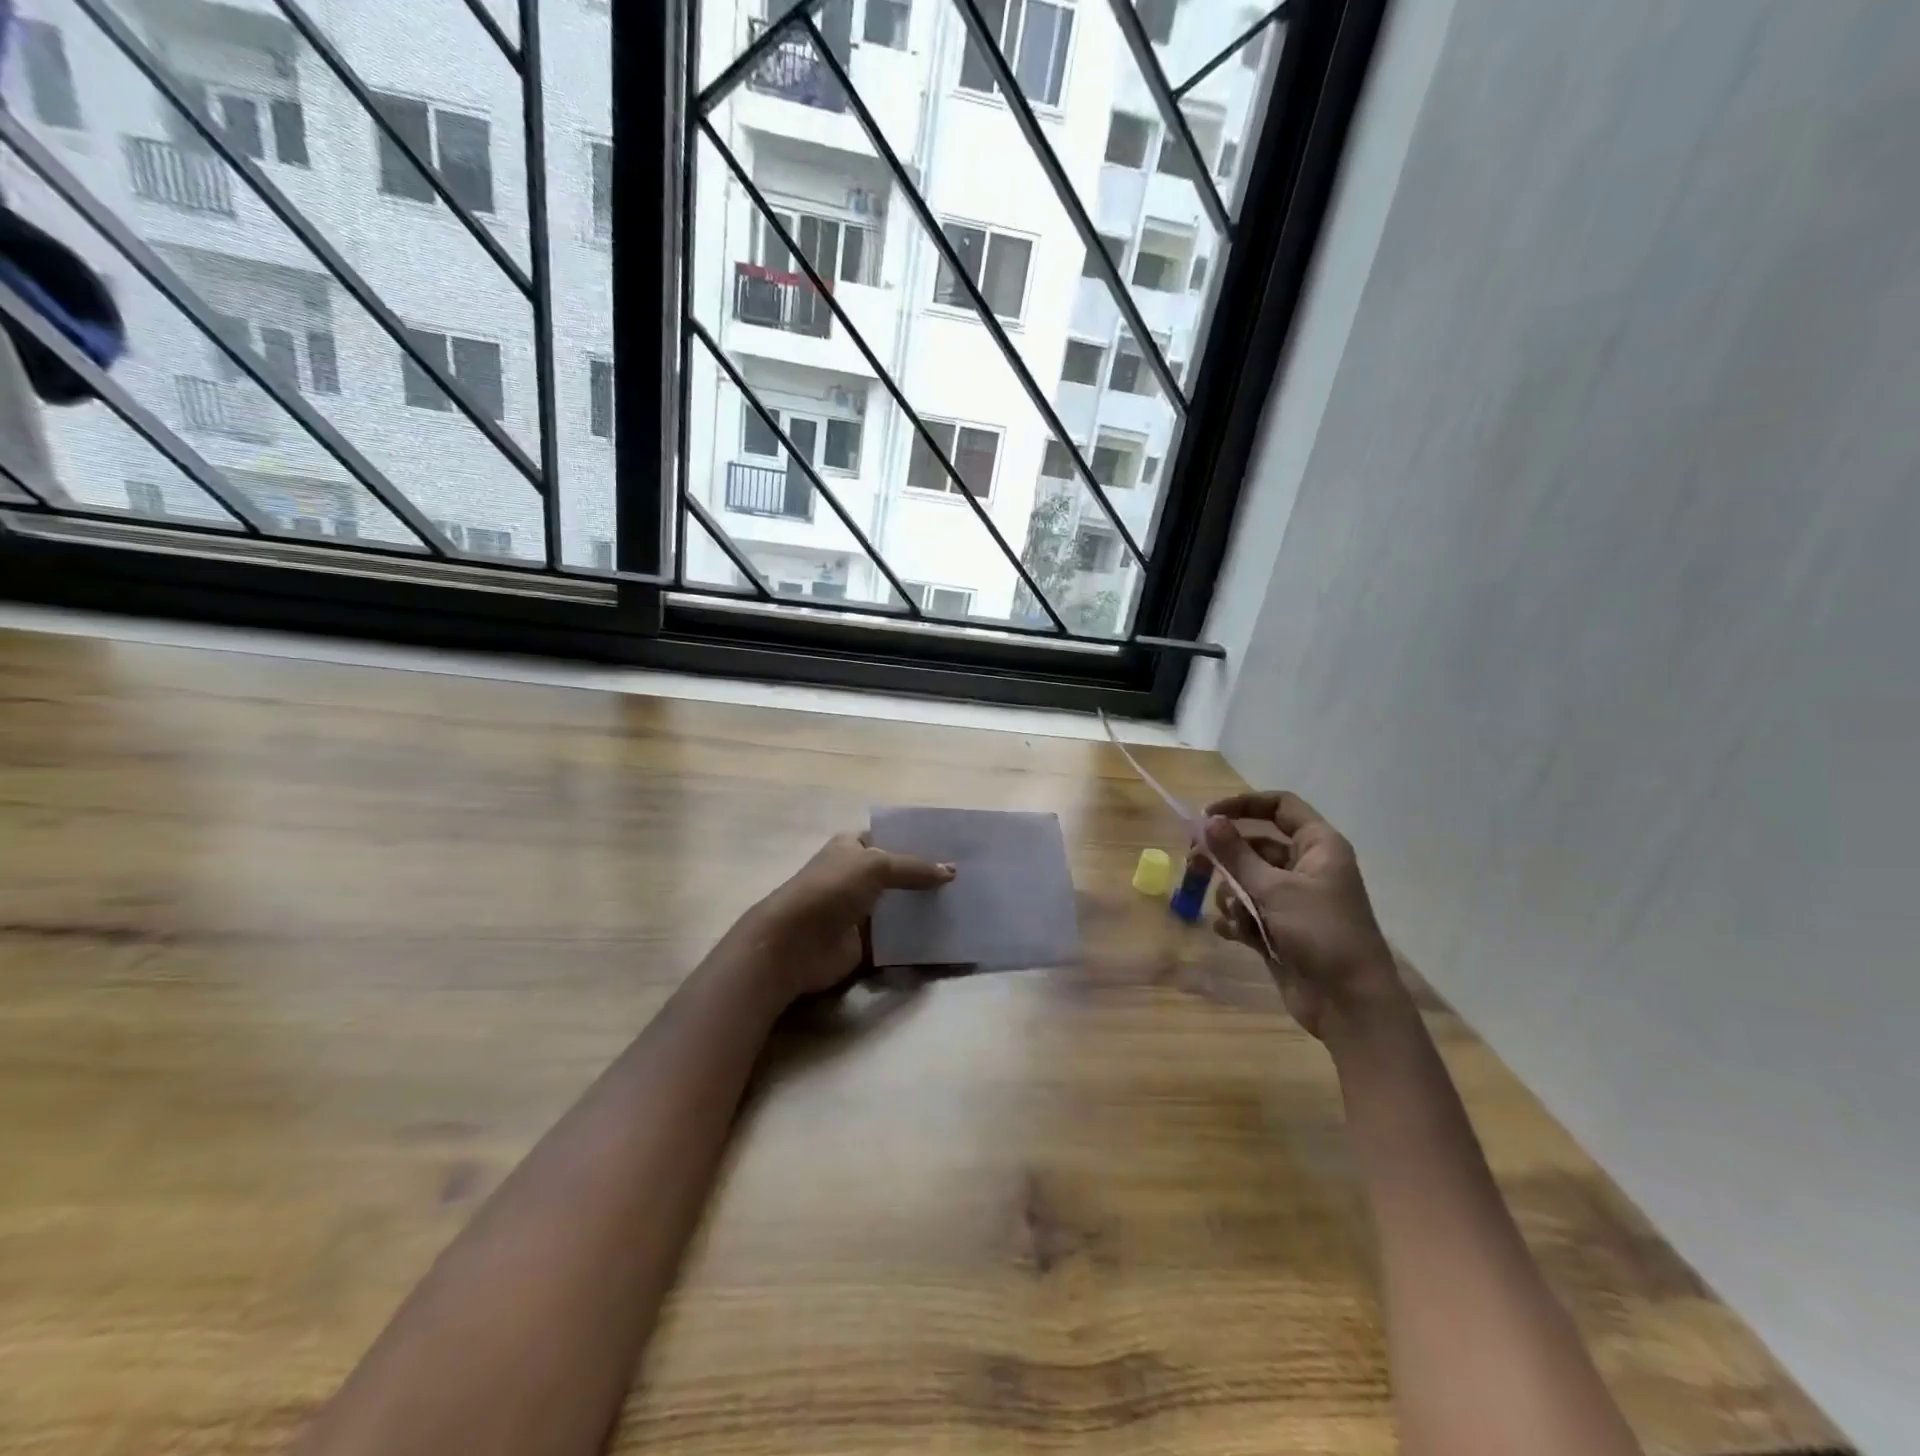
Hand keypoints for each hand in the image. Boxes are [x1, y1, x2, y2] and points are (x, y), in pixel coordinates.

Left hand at [743, 831, 954, 1000]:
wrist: (793, 945)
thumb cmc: (829, 890)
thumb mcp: (874, 866)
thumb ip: (913, 868)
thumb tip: (951, 871)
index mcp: (852, 847)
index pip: (890, 837)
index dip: (918, 840)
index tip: (954, 846)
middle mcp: (856, 876)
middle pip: (899, 874)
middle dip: (928, 877)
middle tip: (968, 878)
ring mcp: (860, 911)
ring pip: (901, 907)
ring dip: (926, 909)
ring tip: (966, 905)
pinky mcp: (865, 944)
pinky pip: (898, 939)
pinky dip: (918, 940)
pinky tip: (949, 936)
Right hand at [1201, 792, 1402, 1039]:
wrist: (1349, 1004)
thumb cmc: (1319, 933)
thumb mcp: (1273, 889)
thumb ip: (1236, 854)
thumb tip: (1207, 821)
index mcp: (1318, 846)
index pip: (1279, 806)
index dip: (1243, 805)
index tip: (1207, 816)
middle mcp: (1306, 867)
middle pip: (1255, 845)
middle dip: (1225, 856)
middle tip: (1194, 863)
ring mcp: (1293, 900)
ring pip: (1247, 880)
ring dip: (1231, 893)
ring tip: (1231, 912)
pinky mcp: (1281, 929)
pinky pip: (1248, 912)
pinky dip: (1236, 919)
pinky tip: (1232, 932)